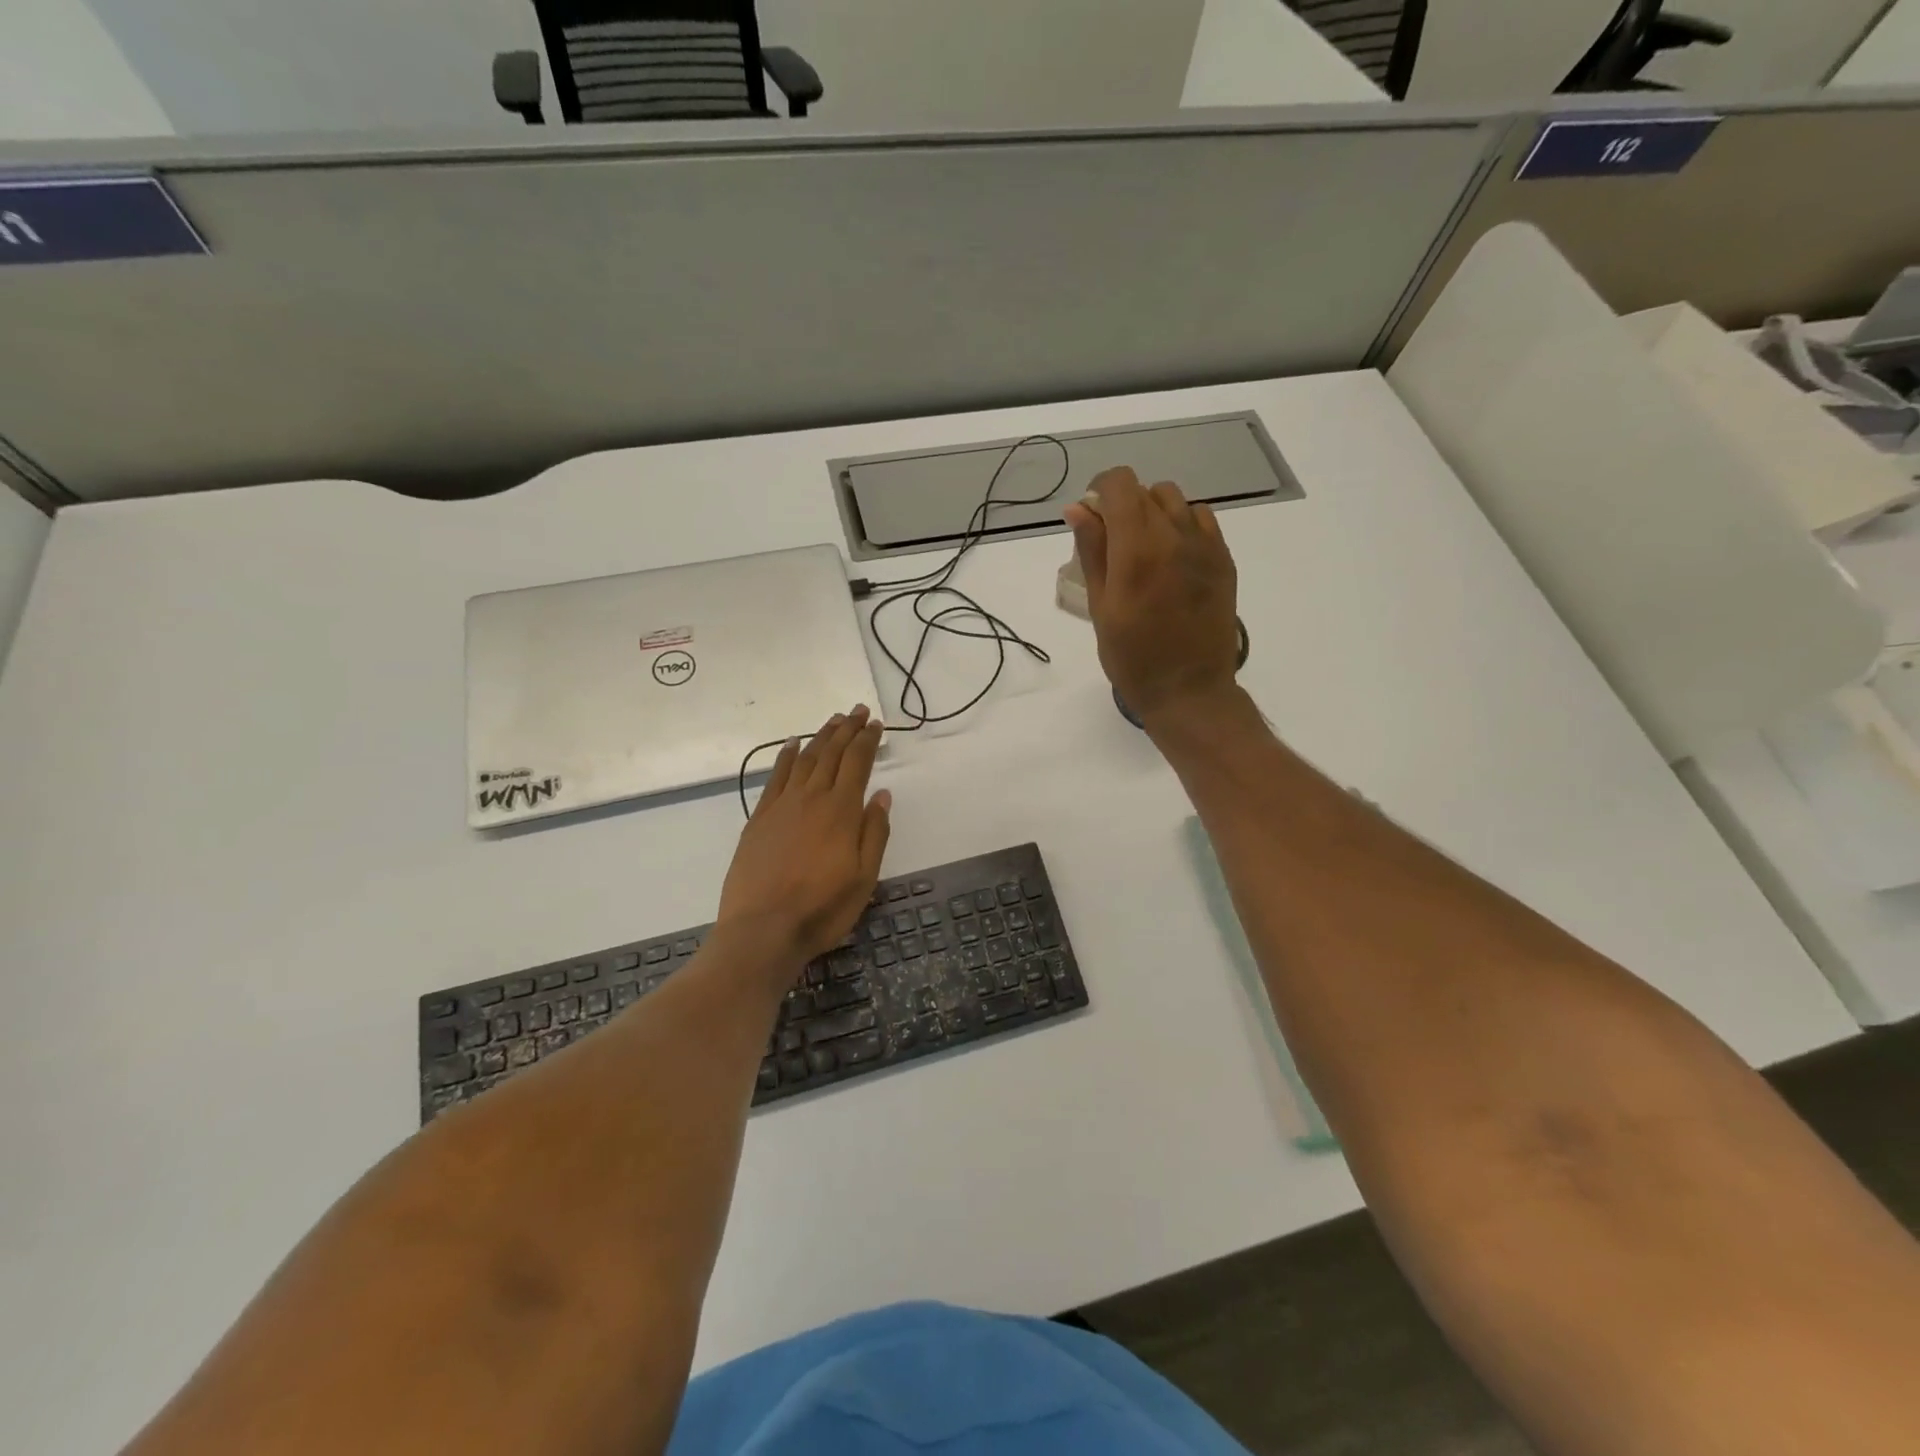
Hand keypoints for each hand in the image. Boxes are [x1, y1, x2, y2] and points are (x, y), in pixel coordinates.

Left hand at [718, 705, 891, 970]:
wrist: (762, 930)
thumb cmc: (822, 909)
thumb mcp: (864, 878)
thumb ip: (874, 833)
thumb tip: (882, 795)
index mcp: (841, 811)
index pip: (857, 763)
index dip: (867, 740)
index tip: (876, 724)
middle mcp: (811, 798)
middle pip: (831, 753)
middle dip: (847, 729)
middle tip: (858, 710)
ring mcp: (782, 806)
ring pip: (804, 759)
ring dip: (820, 736)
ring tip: (833, 720)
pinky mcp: (760, 818)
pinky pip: (775, 777)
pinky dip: (786, 756)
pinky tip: (792, 745)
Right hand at [1064, 467, 1240, 723]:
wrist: (1189, 690)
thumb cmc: (1133, 658)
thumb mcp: (1101, 608)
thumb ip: (1091, 552)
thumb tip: (1078, 508)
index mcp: (1137, 549)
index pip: (1121, 484)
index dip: (1101, 489)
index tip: (1092, 514)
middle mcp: (1174, 536)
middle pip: (1147, 490)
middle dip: (1124, 505)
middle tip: (1113, 542)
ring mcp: (1205, 547)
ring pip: (1176, 501)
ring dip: (1154, 512)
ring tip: (1145, 548)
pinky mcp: (1224, 560)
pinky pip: (1202, 519)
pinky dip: (1182, 524)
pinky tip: (1173, 556)